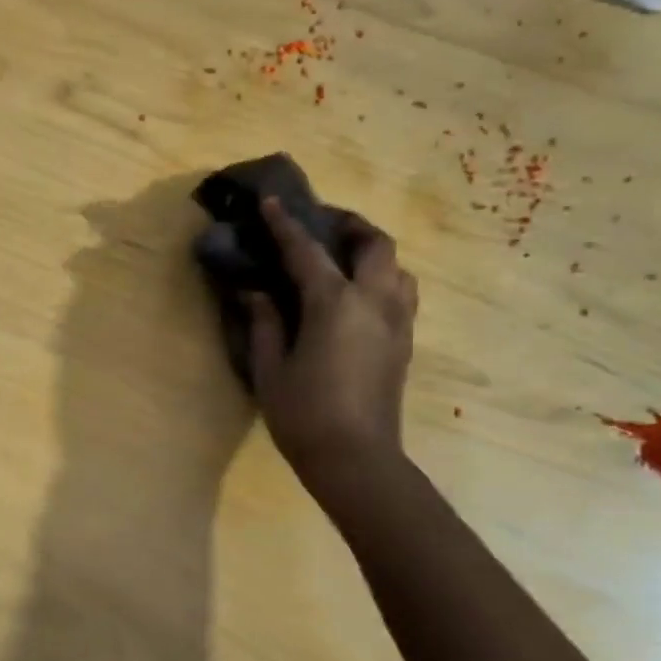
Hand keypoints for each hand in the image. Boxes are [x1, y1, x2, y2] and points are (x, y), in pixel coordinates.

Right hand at [246, 198, 417, 494]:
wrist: (356, 459)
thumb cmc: (303, 413)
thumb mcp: (269, 367)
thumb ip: (264, 322)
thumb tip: (255, 292)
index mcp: (335, 304)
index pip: (307, 251)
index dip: (285, 224)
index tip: (271, 201)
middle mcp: (374, 302)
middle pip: (374, 244)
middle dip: (349, 225)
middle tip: (321, 224)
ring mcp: (397, 322)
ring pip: (397, 267)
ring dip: (371, 252)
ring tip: (342, 258)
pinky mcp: (405, 342)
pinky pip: (401, 293)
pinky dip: (381, 279)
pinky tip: (356, 295)